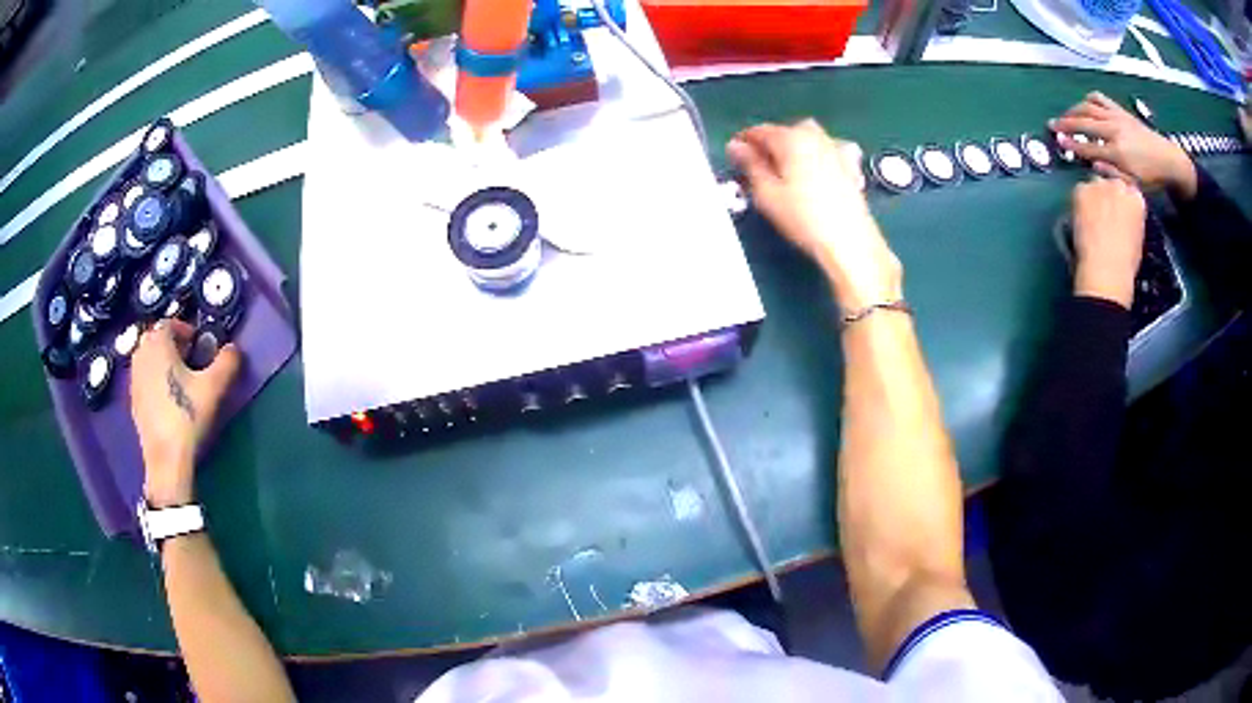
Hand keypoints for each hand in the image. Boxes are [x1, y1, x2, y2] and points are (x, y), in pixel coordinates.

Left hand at [130, 319, 240, 507]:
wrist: (166, 457)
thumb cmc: (187, 415)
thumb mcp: (214, 387)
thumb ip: (226, 362)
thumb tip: (233, 349)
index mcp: (158, 342)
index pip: (169, 323)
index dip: (185, 331)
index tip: (198, 346)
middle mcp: (141, 354)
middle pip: (156, 339)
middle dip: (171, 345)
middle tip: (188, 360)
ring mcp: (133, 378)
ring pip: (148, 359)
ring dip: (161, 362)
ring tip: (178, 380)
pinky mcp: (132, 400)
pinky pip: (143, 379)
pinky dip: (154, 381)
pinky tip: (167, 400)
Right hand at [727, 119, 902, 310]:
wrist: (850, 241)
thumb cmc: (804, 218)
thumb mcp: (767, 194)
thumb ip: (750, 165)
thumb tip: (735, 146)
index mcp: (790, 138)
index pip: (758, 131)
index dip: (742, 143)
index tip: (734, 159)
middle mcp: (814, 136)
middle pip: (784, 132)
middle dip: (769, 146)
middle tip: (758, 170)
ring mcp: (835, 148)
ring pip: (807, 138)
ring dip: (793, 149)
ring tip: (786, 173)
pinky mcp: (850, 165)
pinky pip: (827, 151)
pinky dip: (816, 156)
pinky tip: (814, 174)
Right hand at [1049, 92, 1196, 197]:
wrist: (1168, 160)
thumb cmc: (1152, 178)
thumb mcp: (1134, 185)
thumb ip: (1113, 175)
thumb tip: (1093, 165)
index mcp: (1117, 153)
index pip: (1088, 148)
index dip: (1071, 145)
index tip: (1058, 141)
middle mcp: (1114, 131)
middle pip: (1084, 123)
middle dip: (1066, 123)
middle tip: (1052, 125)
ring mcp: (1116, 117)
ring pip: (1088, 108)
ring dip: (1073, 110)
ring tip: (1065, 116)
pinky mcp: (1120, 110)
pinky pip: (1099, 99)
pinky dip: (1088, 100)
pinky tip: (1085, 107)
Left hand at [1071, 177, 1146, 308]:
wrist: (1106, 268)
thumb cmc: (1125, 262)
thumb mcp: (1137, 237)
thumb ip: (1131, 218)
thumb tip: (1123, 216)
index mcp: (1137, 199)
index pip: (1129, 190)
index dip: (1121, 202)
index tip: (1117, 212)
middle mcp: (1119, 185)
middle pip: (1111, 184)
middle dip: (1108, 196)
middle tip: (1103, 216)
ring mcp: (1100, 185)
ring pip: (1095, 185)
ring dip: (1094, 197)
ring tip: (1092, 220)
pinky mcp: (1082, 189)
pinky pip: (1080, 191)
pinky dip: (1080, 202)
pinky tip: (1082, 220)